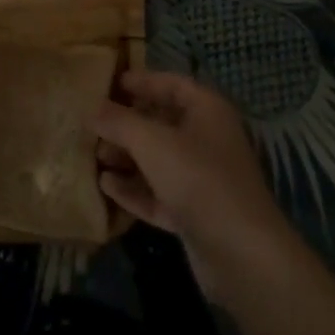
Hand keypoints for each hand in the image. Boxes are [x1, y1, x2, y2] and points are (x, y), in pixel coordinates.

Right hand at [92, 70, 291, 295]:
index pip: (171, 84)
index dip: (141, 81)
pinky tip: (105, 186)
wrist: (241, 253)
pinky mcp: (194, 213)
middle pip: (162, 123)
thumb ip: (119, 122)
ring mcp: (202, 178)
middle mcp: (207, 139)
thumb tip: (92, 108)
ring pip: (158, 160)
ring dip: (127, 157)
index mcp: (207, 110)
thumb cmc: (198, 179)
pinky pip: (159, 192)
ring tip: (94, 156)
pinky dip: (134, 188)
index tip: (108, 84)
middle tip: (93, 125)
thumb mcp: (152, 142)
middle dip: (127, 124)